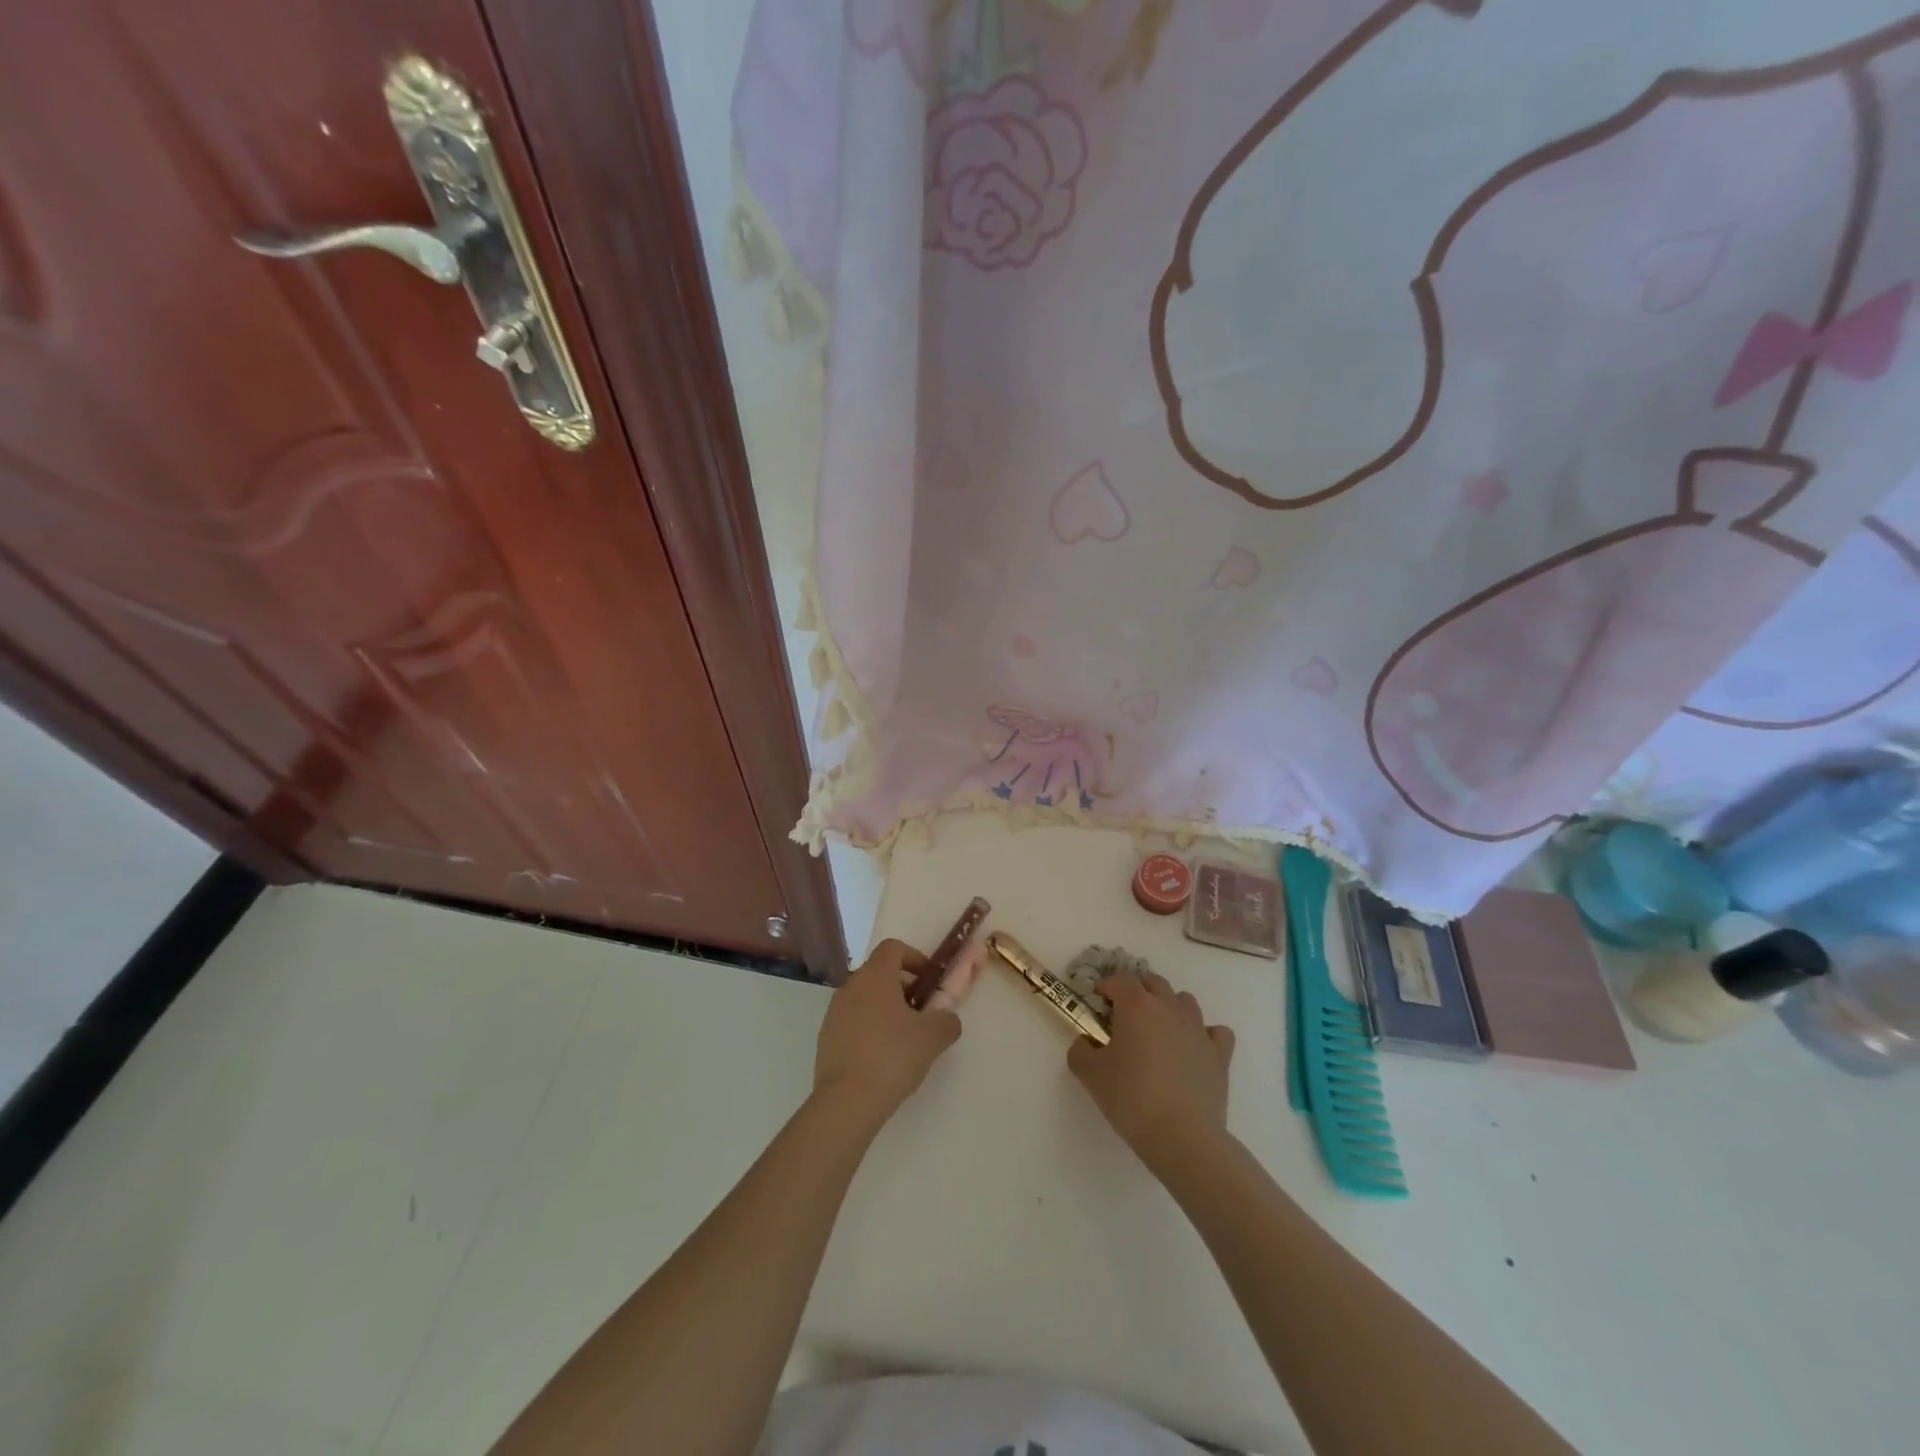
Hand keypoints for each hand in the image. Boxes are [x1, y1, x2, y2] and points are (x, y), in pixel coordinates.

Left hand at [813, 938, 974, 1128]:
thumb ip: (947, 1020)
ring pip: (864, 998)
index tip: (929, 980)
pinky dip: (869, 1029)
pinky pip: (852, 1022)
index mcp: (875, 976)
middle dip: (903, 987)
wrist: (847, 1102)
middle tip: (922, 1012)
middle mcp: (850, 987)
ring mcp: (833, 1013)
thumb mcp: (933, 1037)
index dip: (914, 957)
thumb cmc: (893, 1056)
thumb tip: (947, 1018)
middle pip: (878, 973)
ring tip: (904, 1039)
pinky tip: (883, 1058)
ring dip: (885, 1009)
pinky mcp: (825, 1039)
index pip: (893, 947)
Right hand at [1069, 971, 1235, 1176]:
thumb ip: (1080, 1051)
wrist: (1182, 1137)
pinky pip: (1216, 1032)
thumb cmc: (1132, 1098)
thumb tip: (1085, 1043)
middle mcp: (1170, 1008)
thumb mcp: (1090, 1075)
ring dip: (1170, 1007)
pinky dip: (1205, 1034)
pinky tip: (1194, 1049)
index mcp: (1138, 1006)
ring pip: (1185, 1001)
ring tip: (1158, 1032)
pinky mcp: (1220, 1055)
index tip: (1098, 1004)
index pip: (1121, 979)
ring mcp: (1198, 1030)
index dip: (1107, 987)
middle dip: (1138, 992)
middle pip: (1154, 982)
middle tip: (1124, 1017)